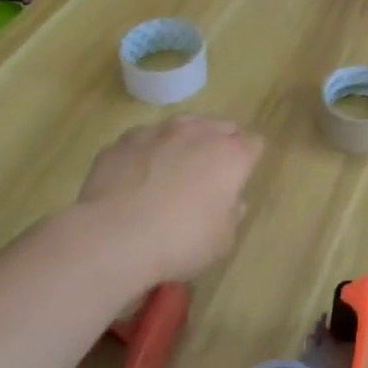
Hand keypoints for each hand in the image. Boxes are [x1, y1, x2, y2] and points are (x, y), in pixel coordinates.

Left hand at [76, 116, 263, 287]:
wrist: (113, 238)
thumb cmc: (180, 242)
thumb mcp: (222, 241)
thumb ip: (232, 214)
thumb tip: (230, 201)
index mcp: (231, 155)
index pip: (254, 144)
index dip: (249, 160)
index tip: (240, 180)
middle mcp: (198, 133)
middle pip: (221, 126)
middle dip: (221, 144)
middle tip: (211, 173)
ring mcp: (158, 132)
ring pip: (182, 125)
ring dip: (184, 141)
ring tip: (174, 169)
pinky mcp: (123, 141)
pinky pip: (144, 140)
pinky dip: (147, 152)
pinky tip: (138, 177)